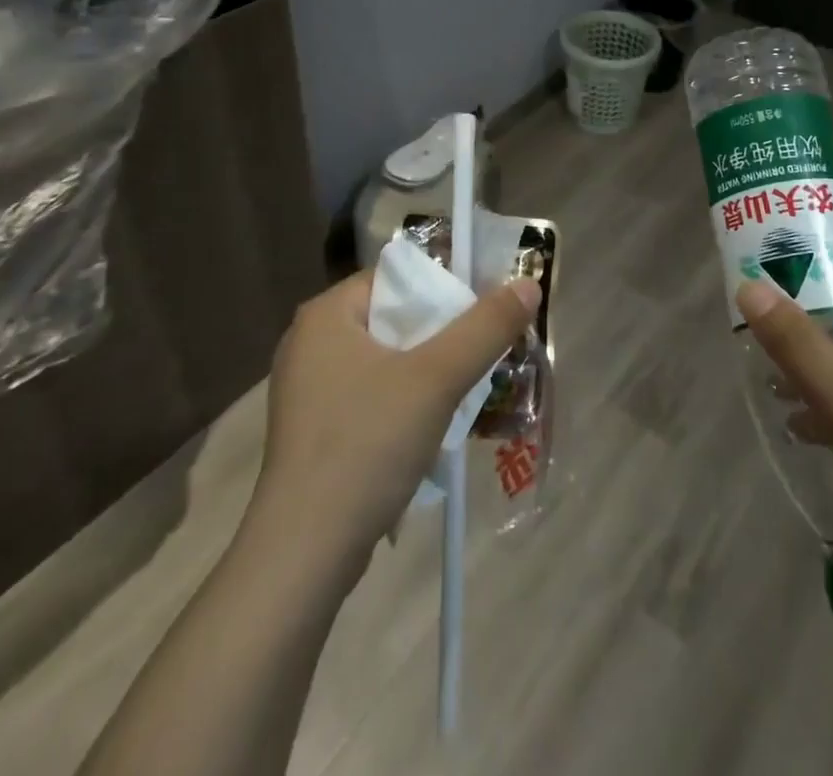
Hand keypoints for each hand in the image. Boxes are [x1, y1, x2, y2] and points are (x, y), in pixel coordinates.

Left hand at [246, 268, 540, 580]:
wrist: (303, 555)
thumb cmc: (366, 446)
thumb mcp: (437, 379)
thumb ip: (486, 328)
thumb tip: (528, 284)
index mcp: (327, 314)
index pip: (399, 276)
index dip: (447, 287)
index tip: (486, 312)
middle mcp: (311, 341)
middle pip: (396, 317)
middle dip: (444, 334)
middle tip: (486, 351)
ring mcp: (309, 388)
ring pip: (388, 359)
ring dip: (429, 370)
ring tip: (470, 387)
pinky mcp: (316, 429)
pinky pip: (374, 393)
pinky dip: (406, 400)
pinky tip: (434, 424)